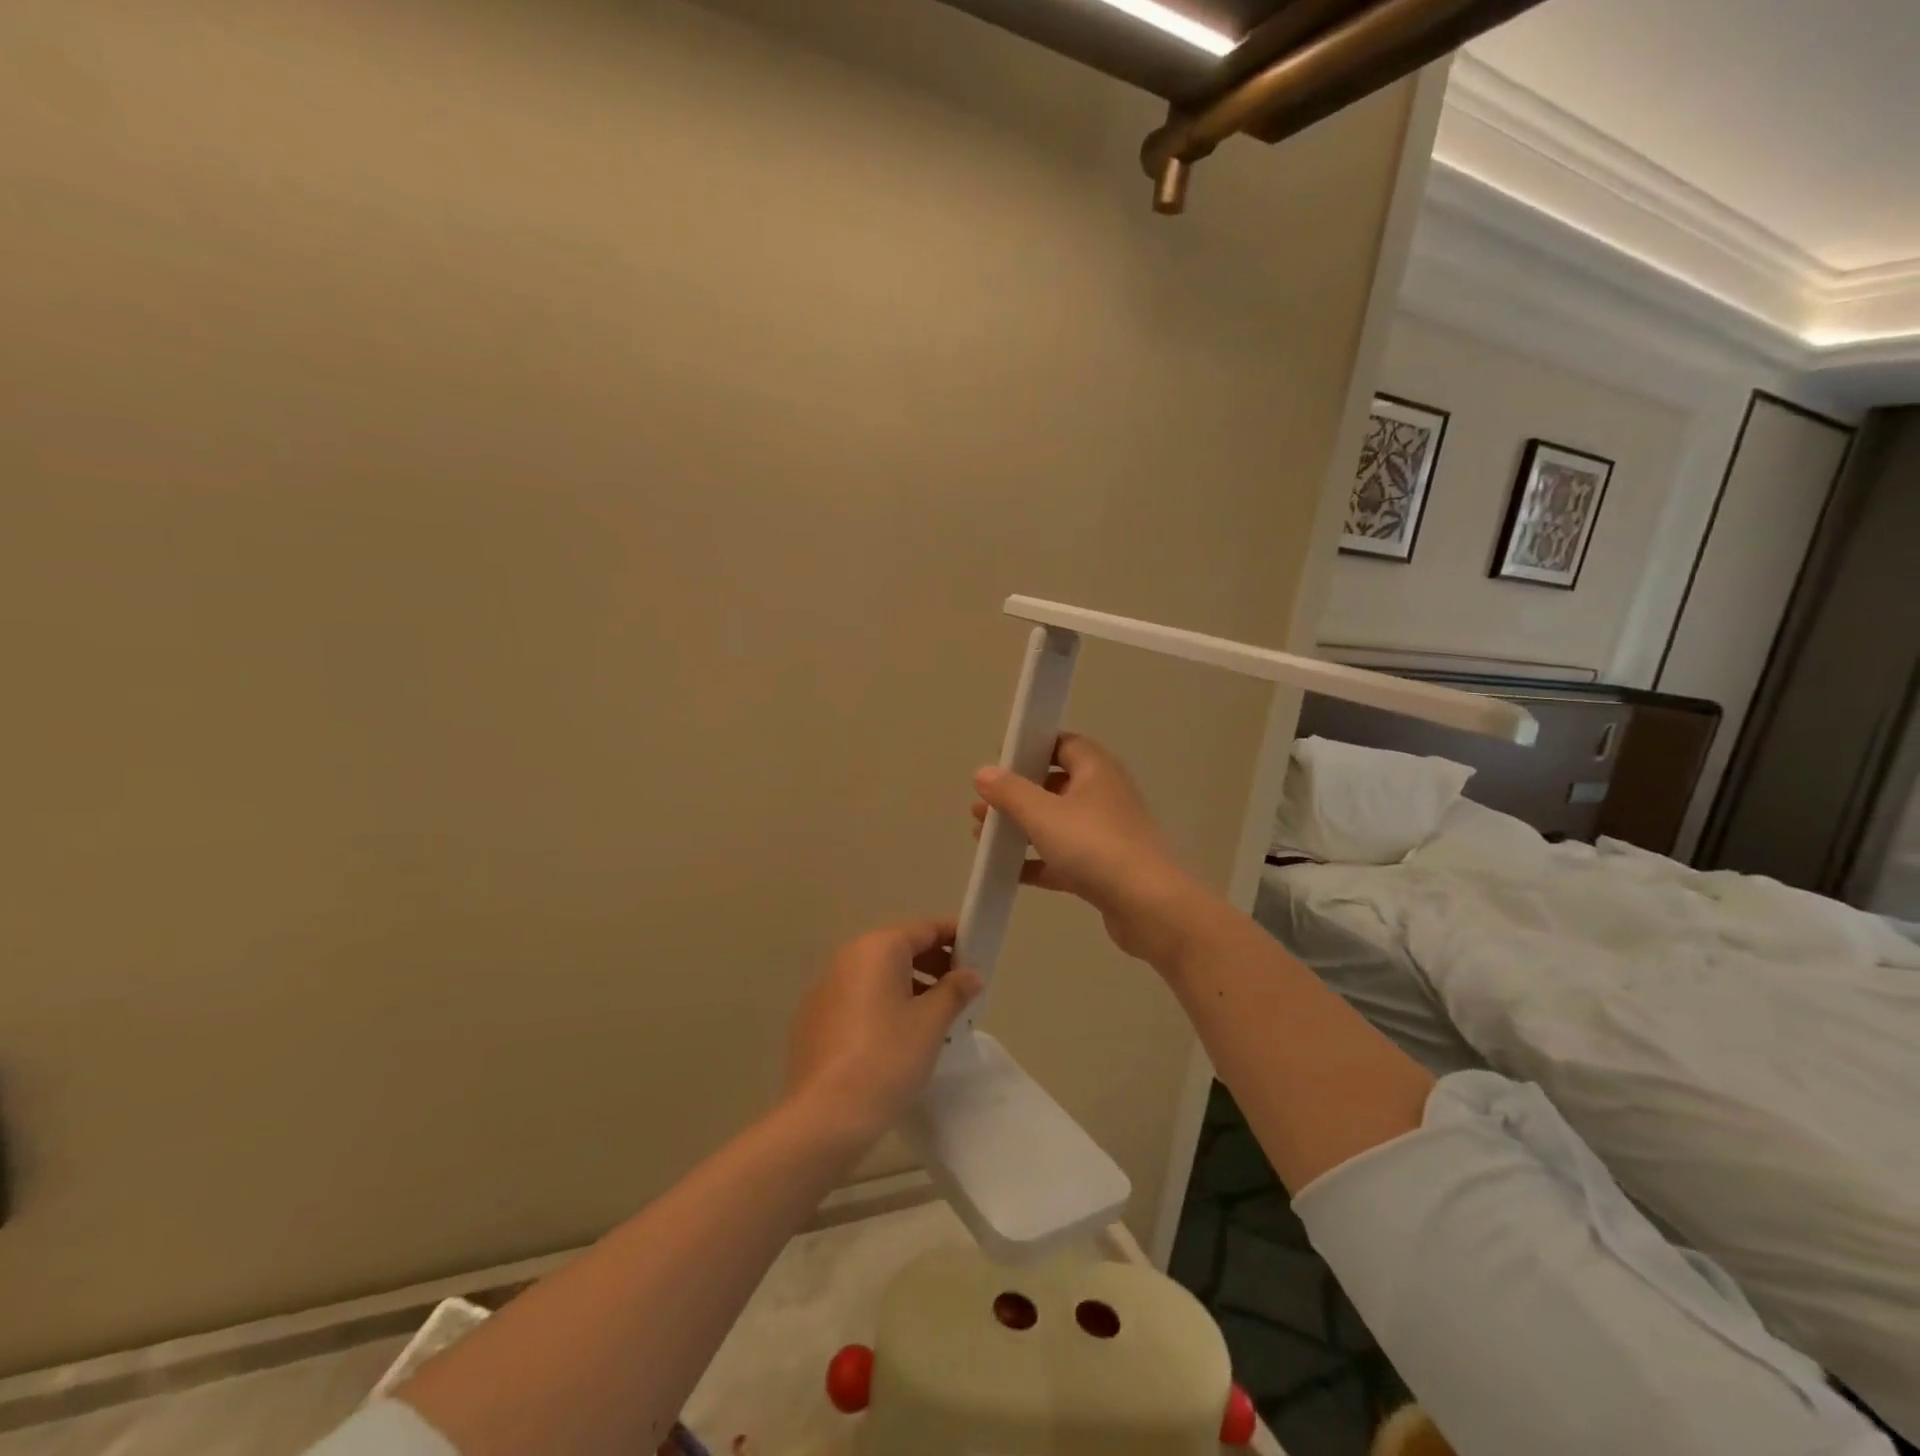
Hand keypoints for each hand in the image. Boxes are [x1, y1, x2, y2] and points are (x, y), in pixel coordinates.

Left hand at [785, 918, 982, 1145]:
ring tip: (935, 1016)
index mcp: (877, 948)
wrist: (825, 1116)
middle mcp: (847, 957)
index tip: (978, 951)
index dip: (954, 937)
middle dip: (932, 963)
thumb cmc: (887, 1058)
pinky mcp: (813, 1018)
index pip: (924, 929)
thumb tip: (971, 974)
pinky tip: (896, 1037)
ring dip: (908, 986)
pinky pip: (857, 998)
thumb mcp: (931, 1023)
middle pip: (898, 949)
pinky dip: (881, 1005)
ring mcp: (824, 987)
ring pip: (876, 975)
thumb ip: (954, 991)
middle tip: (961, 989)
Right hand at [970, 733, 1204, 966]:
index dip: (1030, 748)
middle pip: (1055, 785)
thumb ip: (1010, 792)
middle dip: (1017, 794)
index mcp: (1096, 769)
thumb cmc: (1094, 846)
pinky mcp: (1104, 869)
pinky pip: (1063, 857)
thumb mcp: (1043, 814)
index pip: (1062, 744)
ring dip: (1022, 828)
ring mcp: (1106, 834)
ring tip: (982, 837)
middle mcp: (1104, 795)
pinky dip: (1037, 861)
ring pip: (1057, 823)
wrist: (1148, 906)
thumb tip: (982, 772)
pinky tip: (1006, 872)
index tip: (999, 762)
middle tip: (982, 806)